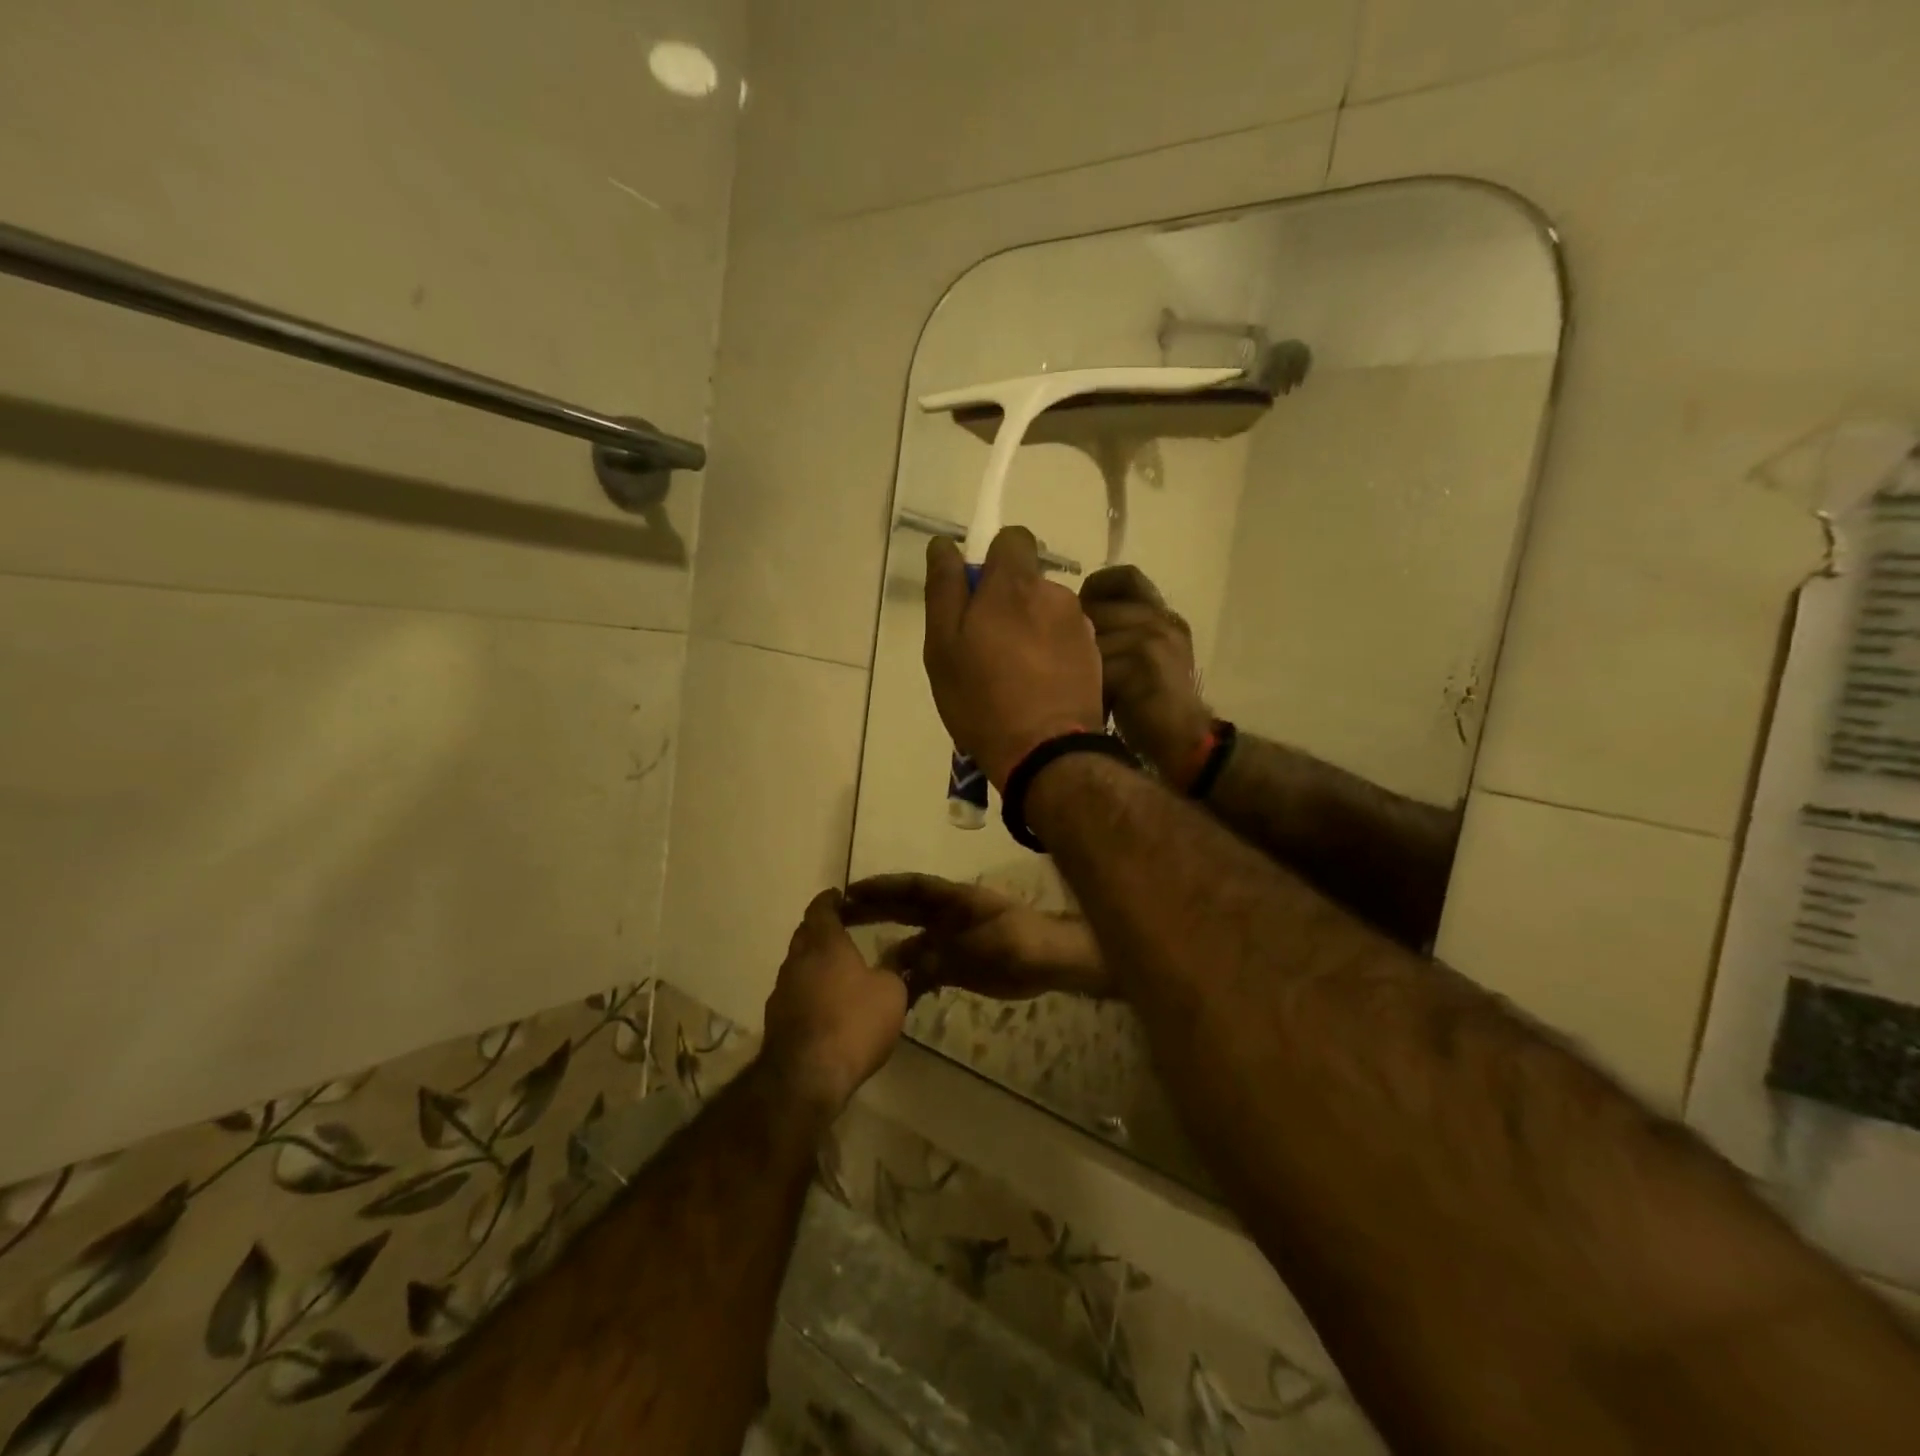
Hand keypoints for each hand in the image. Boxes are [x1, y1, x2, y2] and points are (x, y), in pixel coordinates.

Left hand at [761, 889, 906, 1117]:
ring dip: (815, 962)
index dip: (831, 900)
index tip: (842, 897)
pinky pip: (795, 993)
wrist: (807, 1076)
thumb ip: (895, 969)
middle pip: (805, 934)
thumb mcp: (891, 992)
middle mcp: (797, 959)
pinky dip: (809, 990)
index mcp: (824, 942)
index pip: (821, 908)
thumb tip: (898, 955)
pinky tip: (827, 1005)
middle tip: (844, 930)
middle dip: (822, 929)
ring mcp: (781, 991)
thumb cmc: (854, 1022)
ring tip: (839, 970)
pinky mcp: (776, 1021)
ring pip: (798, 964)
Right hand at [843, 874, 1111, 1000]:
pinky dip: (907, 978)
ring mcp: (952, 942)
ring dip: (887, 950)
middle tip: (839, 916)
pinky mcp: (957, 966)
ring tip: (856, 962)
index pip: (912, 888)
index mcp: (956, 900)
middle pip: (904, 909)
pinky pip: (924, 970)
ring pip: (911, 942)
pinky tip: (889, 991)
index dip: (882, 888)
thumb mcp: (990, 944)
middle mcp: (948, 917)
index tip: (851, 892)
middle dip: (874, 910)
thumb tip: (908, 962)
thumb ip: (948, 952)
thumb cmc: (1025, 942)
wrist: (1054, 963)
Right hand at [924, 529, 1103, 789]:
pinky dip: (1051, 654)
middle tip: (986, 648)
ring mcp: (1080, 626)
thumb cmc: (982, 698)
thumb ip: (944, 588)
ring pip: (1047, 613)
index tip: (977, 595)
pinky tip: (1038, 688)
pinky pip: (1065, 641)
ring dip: (1030, 630)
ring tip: (1013, 676)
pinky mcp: (1095, 656)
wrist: (1046, 751)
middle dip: (1008, 602)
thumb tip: (943, 544)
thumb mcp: (943, 646)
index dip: (993, 560)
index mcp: (1015, 584)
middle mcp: (1055, 594)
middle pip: (1028, 581)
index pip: (1013, 539)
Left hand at [1080, 565, 1213, 781]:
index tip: (1081, 610)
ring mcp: (1154, 639)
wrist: (1183, 741)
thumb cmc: (1151, 705)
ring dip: (1079, 662)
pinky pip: (1095, 662)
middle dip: (1077, 634)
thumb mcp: (1139, 660)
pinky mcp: (1143, 662)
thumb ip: (1118, 633)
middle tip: (1071, 663)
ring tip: (1079, 686)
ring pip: (1091, 634)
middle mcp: (1160, 619)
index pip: (1126, 576)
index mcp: (1161, 614)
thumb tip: (1071, 619)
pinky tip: (1087, 699)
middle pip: (1098, 607)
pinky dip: (1085, 682)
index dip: (1096, 588)